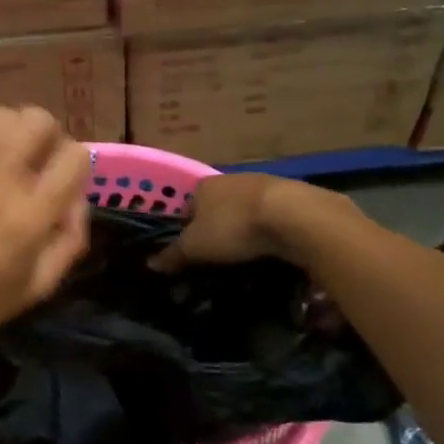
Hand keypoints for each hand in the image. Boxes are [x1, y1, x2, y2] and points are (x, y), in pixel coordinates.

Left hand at [0, 106, 92, 353]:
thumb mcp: (43, 284)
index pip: (75, 156)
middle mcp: (0, 183)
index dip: (78, 162)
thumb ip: (71, 238)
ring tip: (8, 151)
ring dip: (13, 128)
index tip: (67, 178)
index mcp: (32, 215)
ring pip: (0, 115)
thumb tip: (77, 197)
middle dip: (49, 135)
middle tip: (40, 159)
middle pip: (38, 121)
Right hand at [149, 173, 306, 272]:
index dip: (187, 228)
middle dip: (217, 228)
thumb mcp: (195, 247)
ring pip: (246, 210)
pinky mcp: (292, 196)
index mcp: (204, 185)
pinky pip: (272, 216)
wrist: (293, 216)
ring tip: (247, 254)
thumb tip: (150, 264)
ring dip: (245, 228)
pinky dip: (270, 230)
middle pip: (217, 206)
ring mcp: (263, 184)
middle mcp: (231, 179)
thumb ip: (173, 255)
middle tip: (219, 255)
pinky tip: (273, 248)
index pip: (188, 207)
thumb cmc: (233, 227)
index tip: (192, 251)